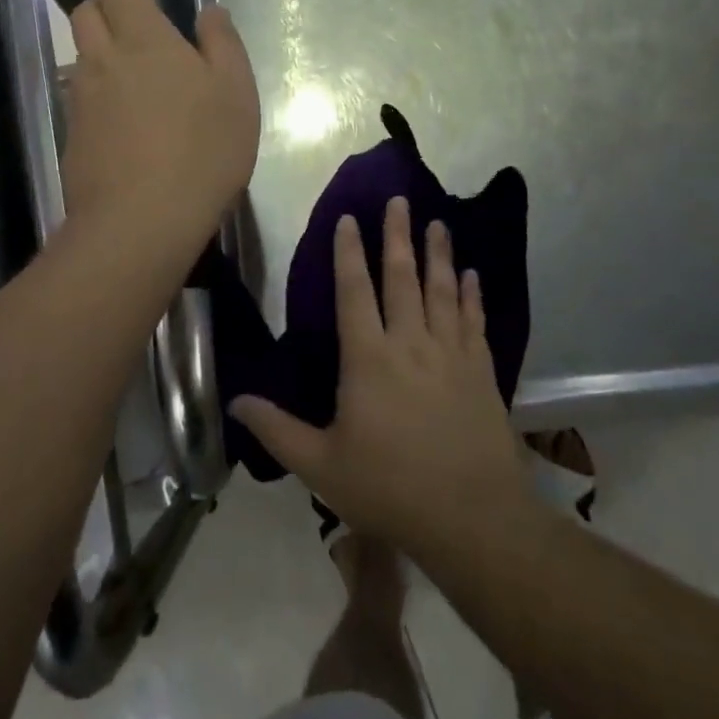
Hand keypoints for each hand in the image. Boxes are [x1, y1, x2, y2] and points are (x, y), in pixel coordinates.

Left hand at [61, 0, 259, 252]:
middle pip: (85, 16)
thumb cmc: (203, 148)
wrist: (142, 220)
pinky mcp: (72, 137)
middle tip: (118, 11)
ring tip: (121, 67)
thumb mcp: (235, 91)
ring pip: (80, 58)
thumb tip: (208, 10)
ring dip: (94, 50)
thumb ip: (222, 43)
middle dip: (97, 3)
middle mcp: (104, 60)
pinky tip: (115, 117)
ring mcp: (82, 100)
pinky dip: (93, 93)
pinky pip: (79, 99)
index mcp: (145, 38)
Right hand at [233, 199, 530, 560]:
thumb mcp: (321, 465)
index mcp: (368, 359)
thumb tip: (236, 401)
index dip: (349, 253)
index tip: (349, 219)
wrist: (473, 518)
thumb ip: (277, 429)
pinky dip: (471, 295)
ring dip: (439, 254)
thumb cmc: (389, 488)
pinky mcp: (482, 371)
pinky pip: (475, 321)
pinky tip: (472, 276)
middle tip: (400, 200)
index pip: (354, 292)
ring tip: (438, 223)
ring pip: (442, 291)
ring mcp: (451, 354)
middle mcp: (410, 344)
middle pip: (402, 278)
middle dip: (398, 236)